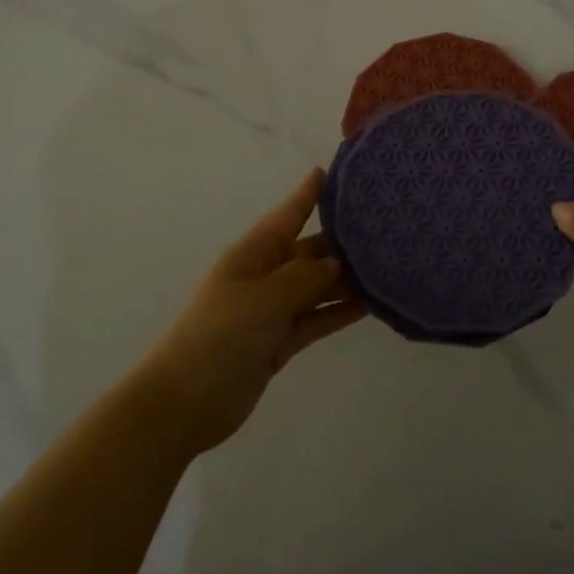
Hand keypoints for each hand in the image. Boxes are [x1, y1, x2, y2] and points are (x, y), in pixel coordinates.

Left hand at [133, 170, 364, 456]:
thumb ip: (303, 278)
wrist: (184, 403)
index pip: (287, 216)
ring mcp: (273, 310)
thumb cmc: (218, 337)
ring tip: (389, 267)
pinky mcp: (281, 341)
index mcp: (252, 254)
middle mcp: (265, 276)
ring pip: (318, 287)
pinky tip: (371, 305)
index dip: (307, 195)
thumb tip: (335, 265)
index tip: (330, 171)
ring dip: (348, 281)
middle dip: (342, 242)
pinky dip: (340, 312)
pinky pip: (317, 318)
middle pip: (310, 252)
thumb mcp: (263, 298)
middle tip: (384, 229)